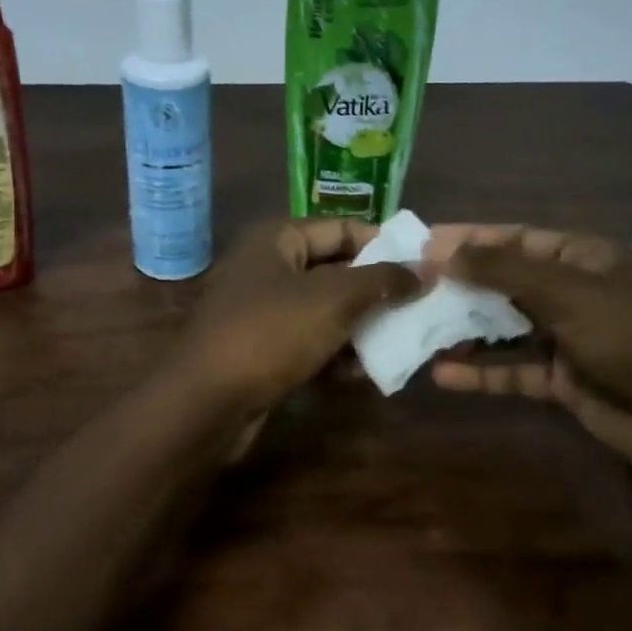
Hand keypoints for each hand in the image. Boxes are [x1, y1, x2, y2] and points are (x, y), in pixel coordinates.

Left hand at [176, 218, 420, 423]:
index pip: (342, 228)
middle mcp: (267, 268)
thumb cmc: (270, 334)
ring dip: (361, 326)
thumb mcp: (332, 299)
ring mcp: (262, 311)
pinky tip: (363, 372)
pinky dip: (335, 353)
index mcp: (277, 239)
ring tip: (402, 341)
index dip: (384, 243)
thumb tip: (425, 269)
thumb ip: (381, 280)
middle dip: (376, 290)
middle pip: (335, 270)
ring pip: (324, 310)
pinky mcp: (262, 350)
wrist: (206, 403)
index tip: (424, 266)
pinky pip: (309, 342)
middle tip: (420, 306)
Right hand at [427, 225, 631, 474]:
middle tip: (408, 288)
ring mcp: (568, 338)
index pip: (515, 238)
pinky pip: (513, 370)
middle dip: (459, 284)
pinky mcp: (563, 380)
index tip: (420, 244)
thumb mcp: (570, 295)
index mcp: (583, 258)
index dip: (469, 239)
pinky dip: (481, 372)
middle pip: (505, 281)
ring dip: (464, 329)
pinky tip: (442, 374)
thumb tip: (443, 249)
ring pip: (504, 327)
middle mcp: (573, 292)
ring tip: (415, 329)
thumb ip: (505, 270)